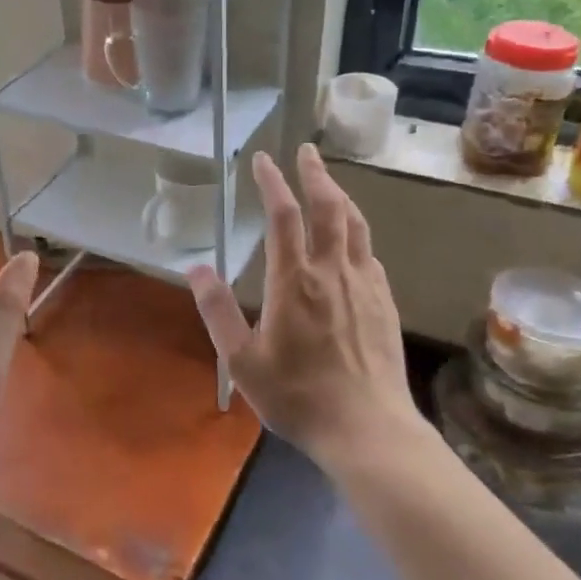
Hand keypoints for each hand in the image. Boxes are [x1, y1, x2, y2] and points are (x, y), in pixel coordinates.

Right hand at [187, 145, 417, 466]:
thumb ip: (217, 311)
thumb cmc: (298, 396)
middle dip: (316, 173)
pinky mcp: (385, 302)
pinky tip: (351, 240)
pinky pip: (369, 253)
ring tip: (329, 183)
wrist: (368, 428)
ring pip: (355, 224)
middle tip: (306, 151)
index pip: (284, 216)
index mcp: (295, 281)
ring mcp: (365, 285)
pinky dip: (356, 232)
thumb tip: (195, 269)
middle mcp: (333, 272)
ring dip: (341, 196)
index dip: (272, 182)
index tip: (262, 160)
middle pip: (329, 206)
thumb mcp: (242, 361)